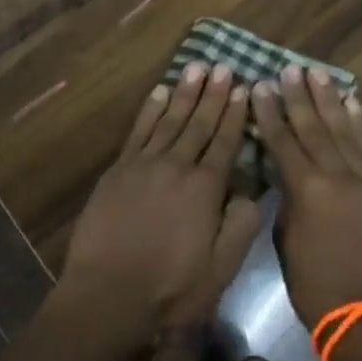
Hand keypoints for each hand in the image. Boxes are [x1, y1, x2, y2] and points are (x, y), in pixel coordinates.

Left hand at [58, 64, 263, 344]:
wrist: (108, 294)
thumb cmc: (170, 290)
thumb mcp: (220, 269)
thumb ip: (240, 226)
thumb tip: (253, 190)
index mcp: (205, 189)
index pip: (226, 142)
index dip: (236, 115)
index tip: (244, 88)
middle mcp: (177, 166)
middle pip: (199, 123)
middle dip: (214, 94)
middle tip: (224, 66)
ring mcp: (144, 164)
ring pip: (170, 119)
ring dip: (185, 93)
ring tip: (197, 67)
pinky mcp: (119, 170)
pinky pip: (139, 130)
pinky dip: (150, 109)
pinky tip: (160, 92)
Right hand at [251, 65, 361, 330]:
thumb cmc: (315, 286)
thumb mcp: (286, 240)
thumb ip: (287, 199)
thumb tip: (286, 175)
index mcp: (307, 190)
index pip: (283, 141)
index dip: (270, 113)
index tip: (261, 85)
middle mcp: (337, 176)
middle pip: (314, 128)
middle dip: (299, 97)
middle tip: (290, 69)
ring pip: (343, 130)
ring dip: (329, 100)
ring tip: (318, 74)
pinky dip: (358, 123)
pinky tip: (351, 103)